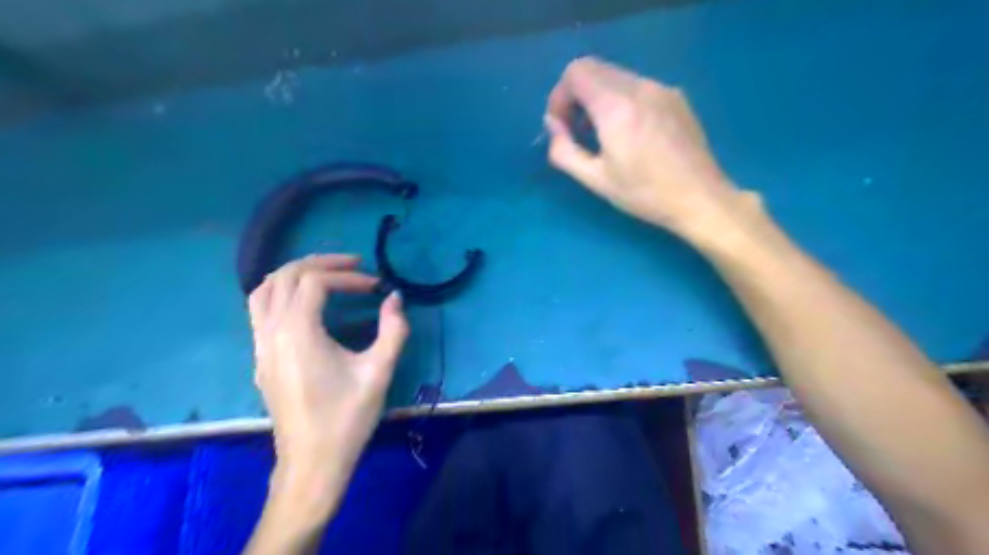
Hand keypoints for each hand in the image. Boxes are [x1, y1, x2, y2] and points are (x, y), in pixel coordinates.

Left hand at [250, 253, 407, 508]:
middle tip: (353, 265)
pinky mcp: (261, 358)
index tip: (375, 286)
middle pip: (284, 276)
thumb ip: (393, 329)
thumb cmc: (347, 417)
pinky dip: (281, 293)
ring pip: (263, 291)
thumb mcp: (379, 371)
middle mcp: (272, 332)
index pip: (315, 282)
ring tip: (326, 274)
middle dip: (320, 263)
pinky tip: (306, 304)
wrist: (312, 462)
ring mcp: (261, 346)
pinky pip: (260, 310)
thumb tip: (395, 299)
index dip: (347, 275)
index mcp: (298, 332)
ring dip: (294, 274)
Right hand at [544, 57, 754, 243]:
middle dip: (576, 96)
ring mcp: (661, 89)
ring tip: (602, 134)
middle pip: (594, 68)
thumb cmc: (644, 194)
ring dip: (598, 97)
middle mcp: (640, 87)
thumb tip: (552, 126)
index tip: (561, 126)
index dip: (559, 96)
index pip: (576, 72)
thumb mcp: (595, 180)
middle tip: (577, 130)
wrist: (699, 197)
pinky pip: (637, 85)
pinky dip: (620, 99)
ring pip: (615, 75)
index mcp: (617, 107)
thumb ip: (564, 150)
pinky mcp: (676, 96)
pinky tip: (629, 132)